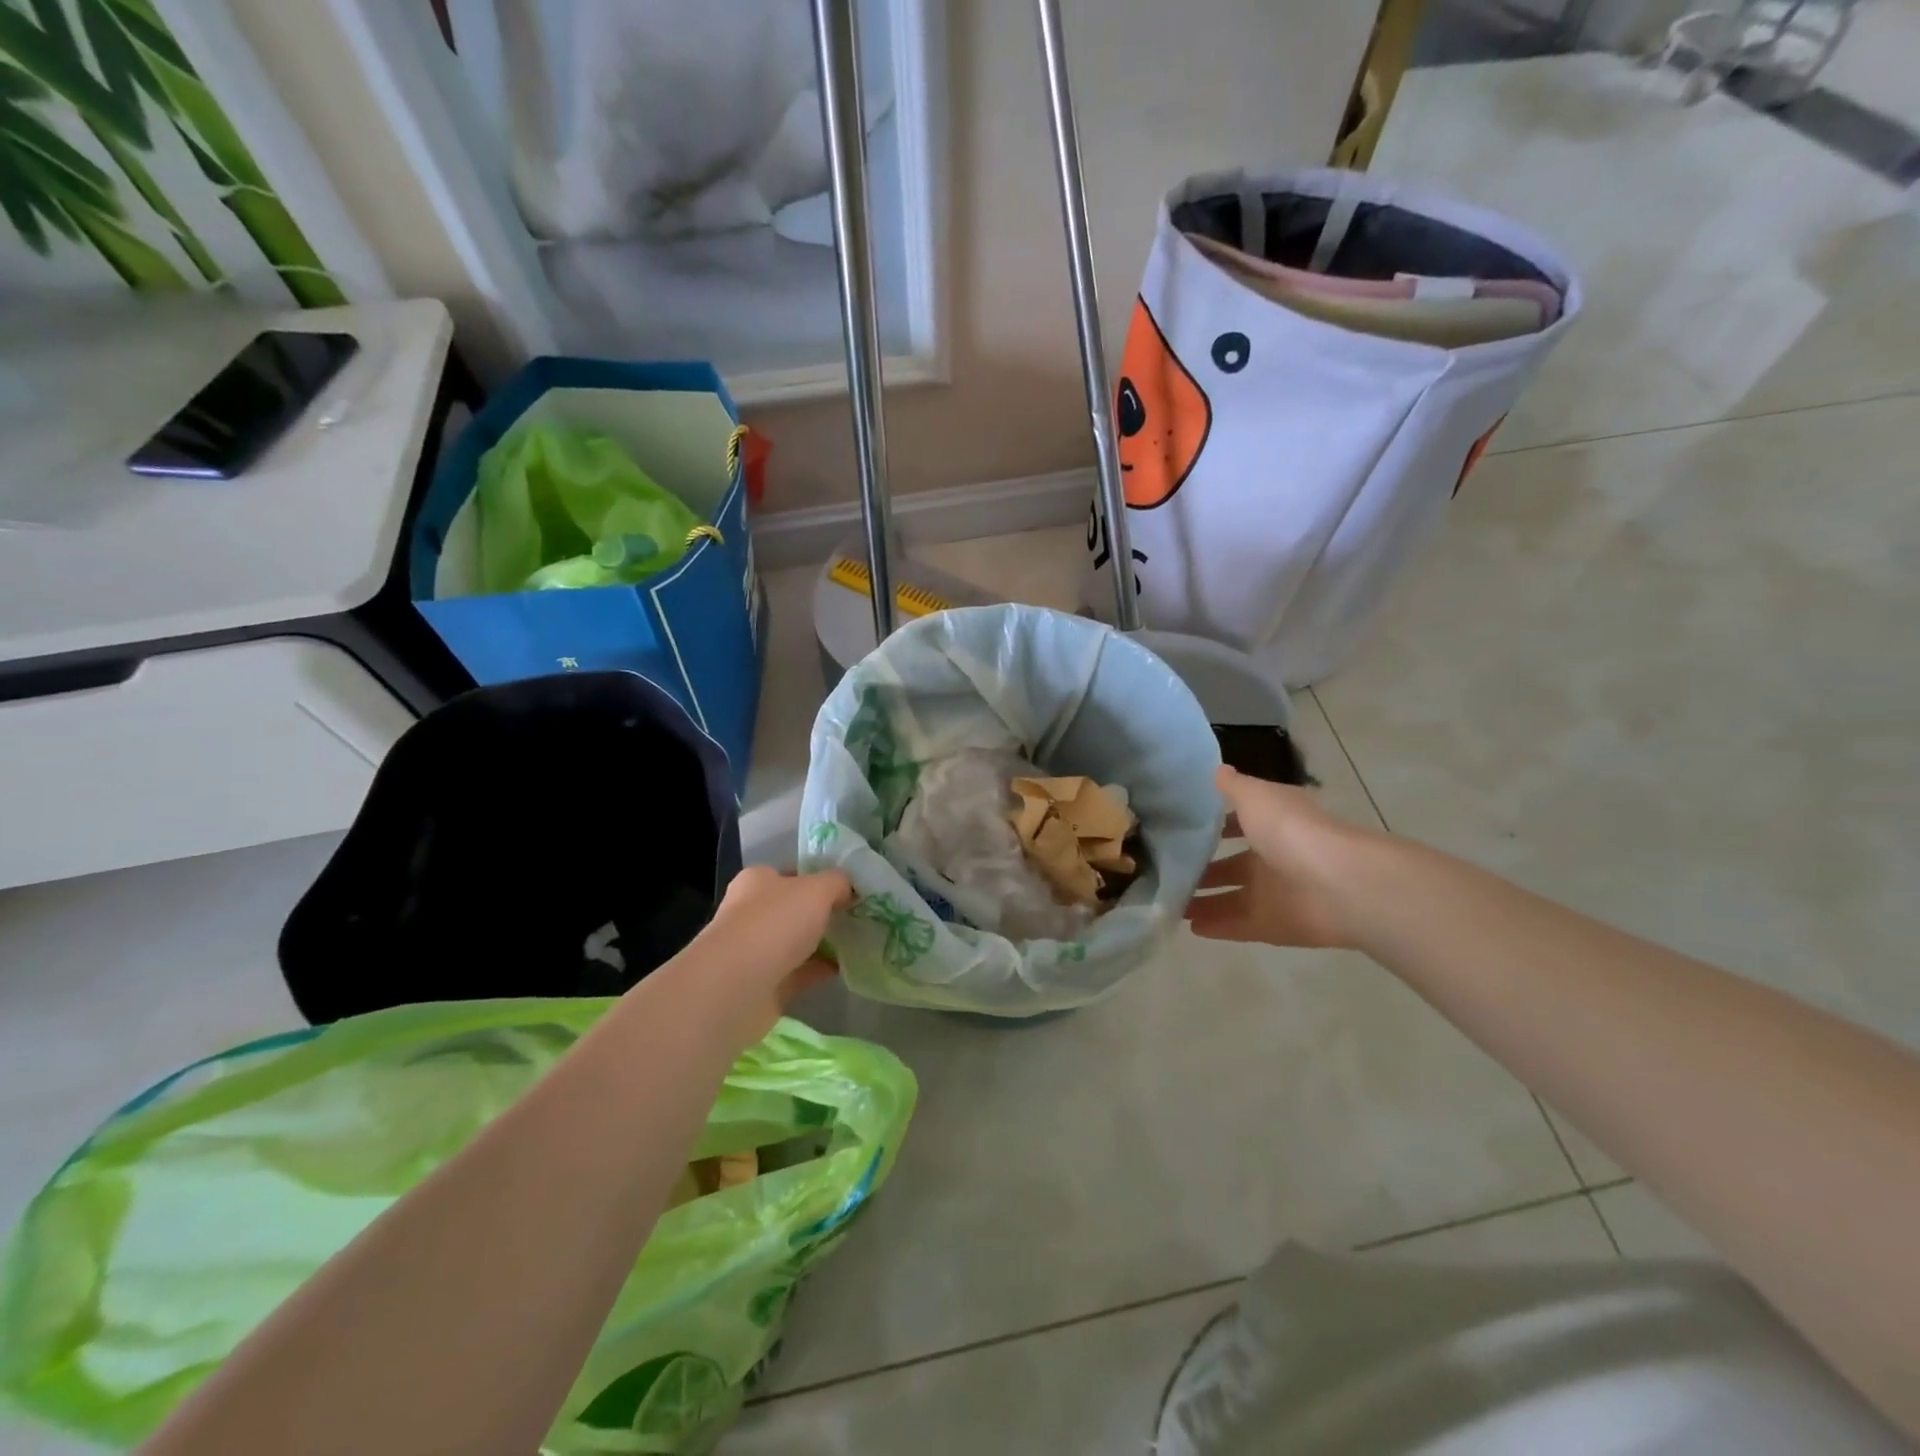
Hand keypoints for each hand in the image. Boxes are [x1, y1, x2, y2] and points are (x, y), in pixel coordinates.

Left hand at [681, 866, 853, 1040]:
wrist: (736, 986)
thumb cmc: (774, 923)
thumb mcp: (817, 889)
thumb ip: (837, 883)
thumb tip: (849, 888)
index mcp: (758, 881)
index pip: (791, 873)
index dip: (819, 877)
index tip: (850, 888)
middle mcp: (752, 912)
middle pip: (794, 908)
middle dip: (823, 912)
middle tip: (859, 915)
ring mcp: (755, 951)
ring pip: (796, 942)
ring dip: (822, 942)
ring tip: (858, 941)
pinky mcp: (763, 985)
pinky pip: (799, 973)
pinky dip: (819, 970)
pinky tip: (845, 968)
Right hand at [1185, 766, 1367, 950]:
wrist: (1338, 885)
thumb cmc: (1291, 830)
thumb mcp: (1255, 796)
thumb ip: (1232, 786)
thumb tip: (1216, 770)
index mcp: (1273, 823)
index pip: (1238, 822)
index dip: (1212, 824)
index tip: (1178, 828)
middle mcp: (1274, 857)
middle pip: (1231, 865)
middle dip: (1201, 868)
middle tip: (1163, 870)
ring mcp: (1275, 893)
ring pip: (1231, 897)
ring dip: (1202, 899)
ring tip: (1167, 900)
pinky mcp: (1274, 925)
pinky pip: (1238, 925)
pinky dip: (1216, 926)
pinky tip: (1188, 925)